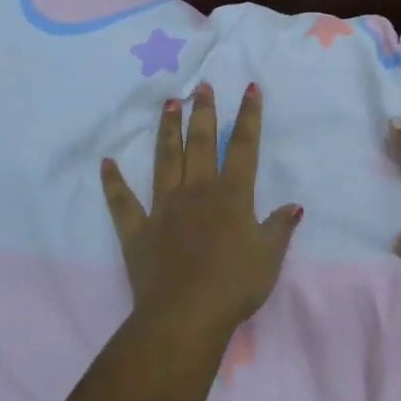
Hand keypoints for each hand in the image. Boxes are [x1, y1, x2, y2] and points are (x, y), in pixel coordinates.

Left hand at [101, 82, 302, 337]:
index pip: (244, 147)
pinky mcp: (137, 230)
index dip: (248, 116)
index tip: (250, 88)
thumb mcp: (269, 256)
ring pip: (165, 160)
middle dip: (203, 112)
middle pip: (201, 143)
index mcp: (232, 195)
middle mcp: (197, 191)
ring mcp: (164, 208)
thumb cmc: (235, 284)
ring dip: (167, 131)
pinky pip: (123, 202)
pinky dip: (113, 182)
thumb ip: (279, 227)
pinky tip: (107, 162)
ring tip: (168, 104)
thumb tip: (294, 205)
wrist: (187, 314)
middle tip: (201, 86)